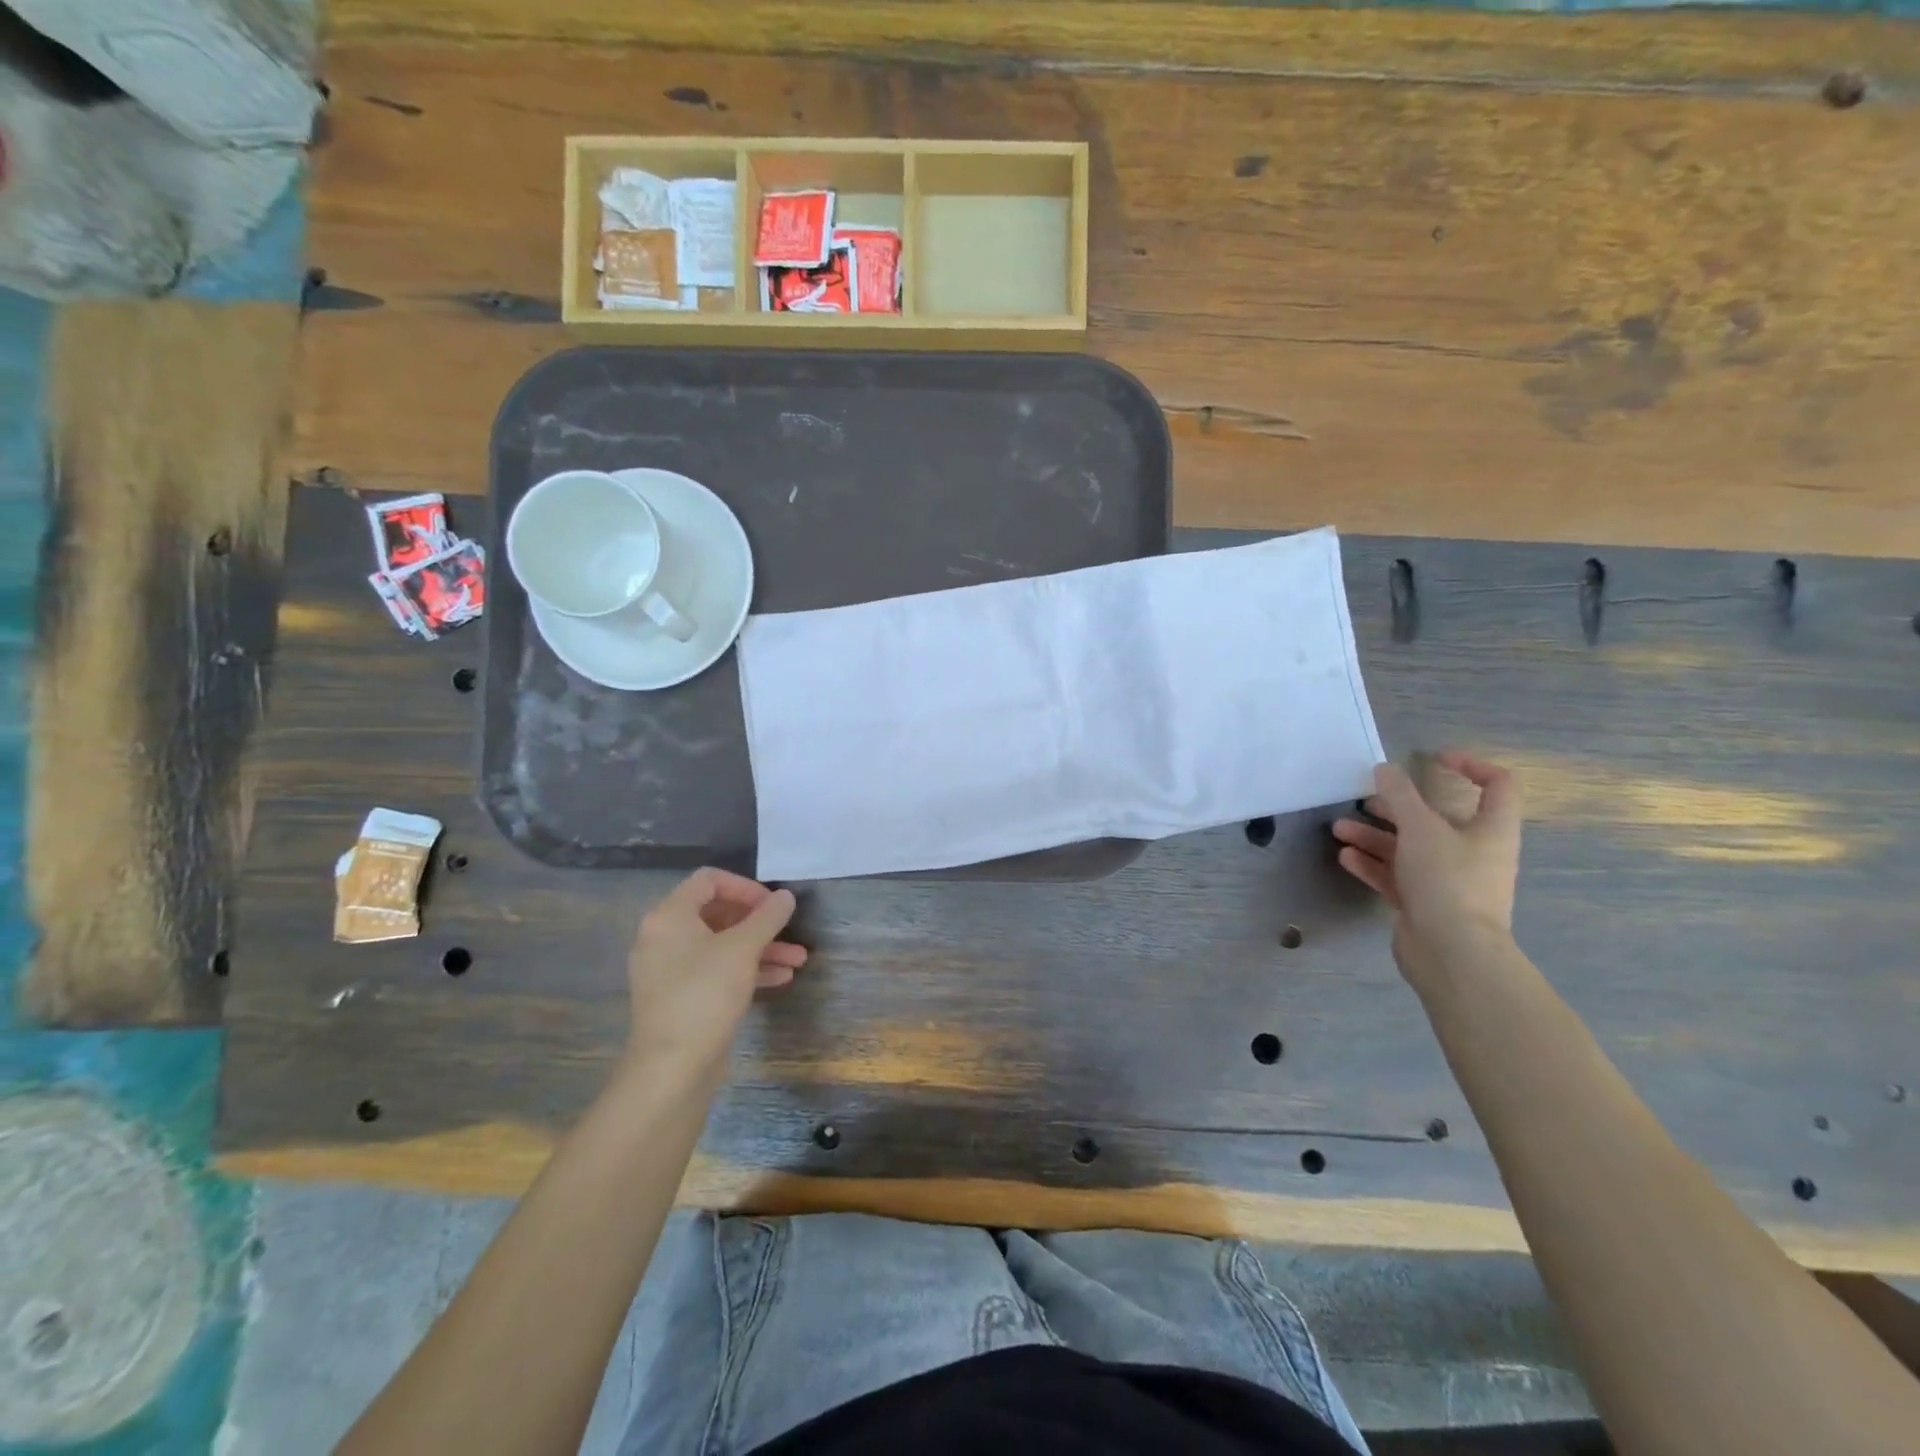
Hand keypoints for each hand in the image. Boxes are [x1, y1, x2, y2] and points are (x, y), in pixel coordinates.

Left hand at [621, 868, 805, 1084]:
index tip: (773, 904)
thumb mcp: (743, 949)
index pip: (709, 880)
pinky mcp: (679, 998)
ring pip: (720, 946)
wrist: (672, 1068)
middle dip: (760, 922)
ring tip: (798, 960)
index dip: (745, 887)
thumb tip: (785, 896)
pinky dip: (745, 970)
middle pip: (717, 913)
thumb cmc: (705, 995)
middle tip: (789, 929)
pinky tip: (780, 979)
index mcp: (669, 916)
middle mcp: (663, 938)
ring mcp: (669, 970)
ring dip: (760, 948)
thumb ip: (767, 917)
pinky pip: (715, 971)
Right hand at [1331, 752, 1521, 988]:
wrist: (1453, 953)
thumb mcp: (1421, 828)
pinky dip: (1373, 864)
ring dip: (1375, 836)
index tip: (1433, 758)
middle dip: (1397, 807)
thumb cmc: (1448, 881)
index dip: (1470, 765)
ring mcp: (1448, 880)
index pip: (1497, 785)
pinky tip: (1346, 857)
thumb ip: (1400, 795)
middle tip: (1365, 798)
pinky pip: (1397, 876)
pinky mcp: (1424, 903)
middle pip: (1437, 819)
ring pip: (1410, 848)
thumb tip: (1384, 768)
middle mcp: (1474, 852)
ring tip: (1340, 829)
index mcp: (1491, 830)